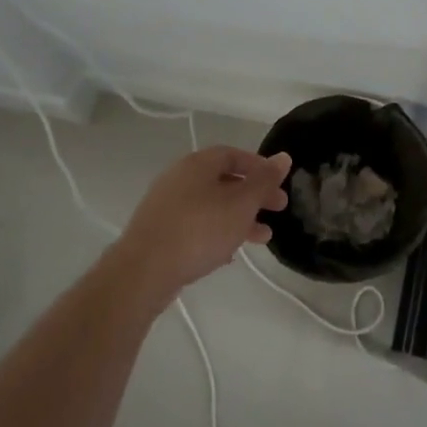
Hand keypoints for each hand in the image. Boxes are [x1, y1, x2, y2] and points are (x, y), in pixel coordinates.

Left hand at [112, 146, 291, 301]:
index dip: (260, 167)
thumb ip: (264, 181)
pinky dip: (218, 232)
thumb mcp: (242, 204)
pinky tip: (230, 254)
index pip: (234, 154)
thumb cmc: (199, 230)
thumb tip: (283, 157)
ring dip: (240, 217)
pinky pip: (197, 225)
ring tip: (263, 237)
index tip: (278, 184)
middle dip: (254, 195)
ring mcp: (167, 205)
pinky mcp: (160, 232)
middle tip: (278, 210)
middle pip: (224, 180)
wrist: (144, 271)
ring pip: (212, 205)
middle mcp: (179, 178)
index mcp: (198, 164)